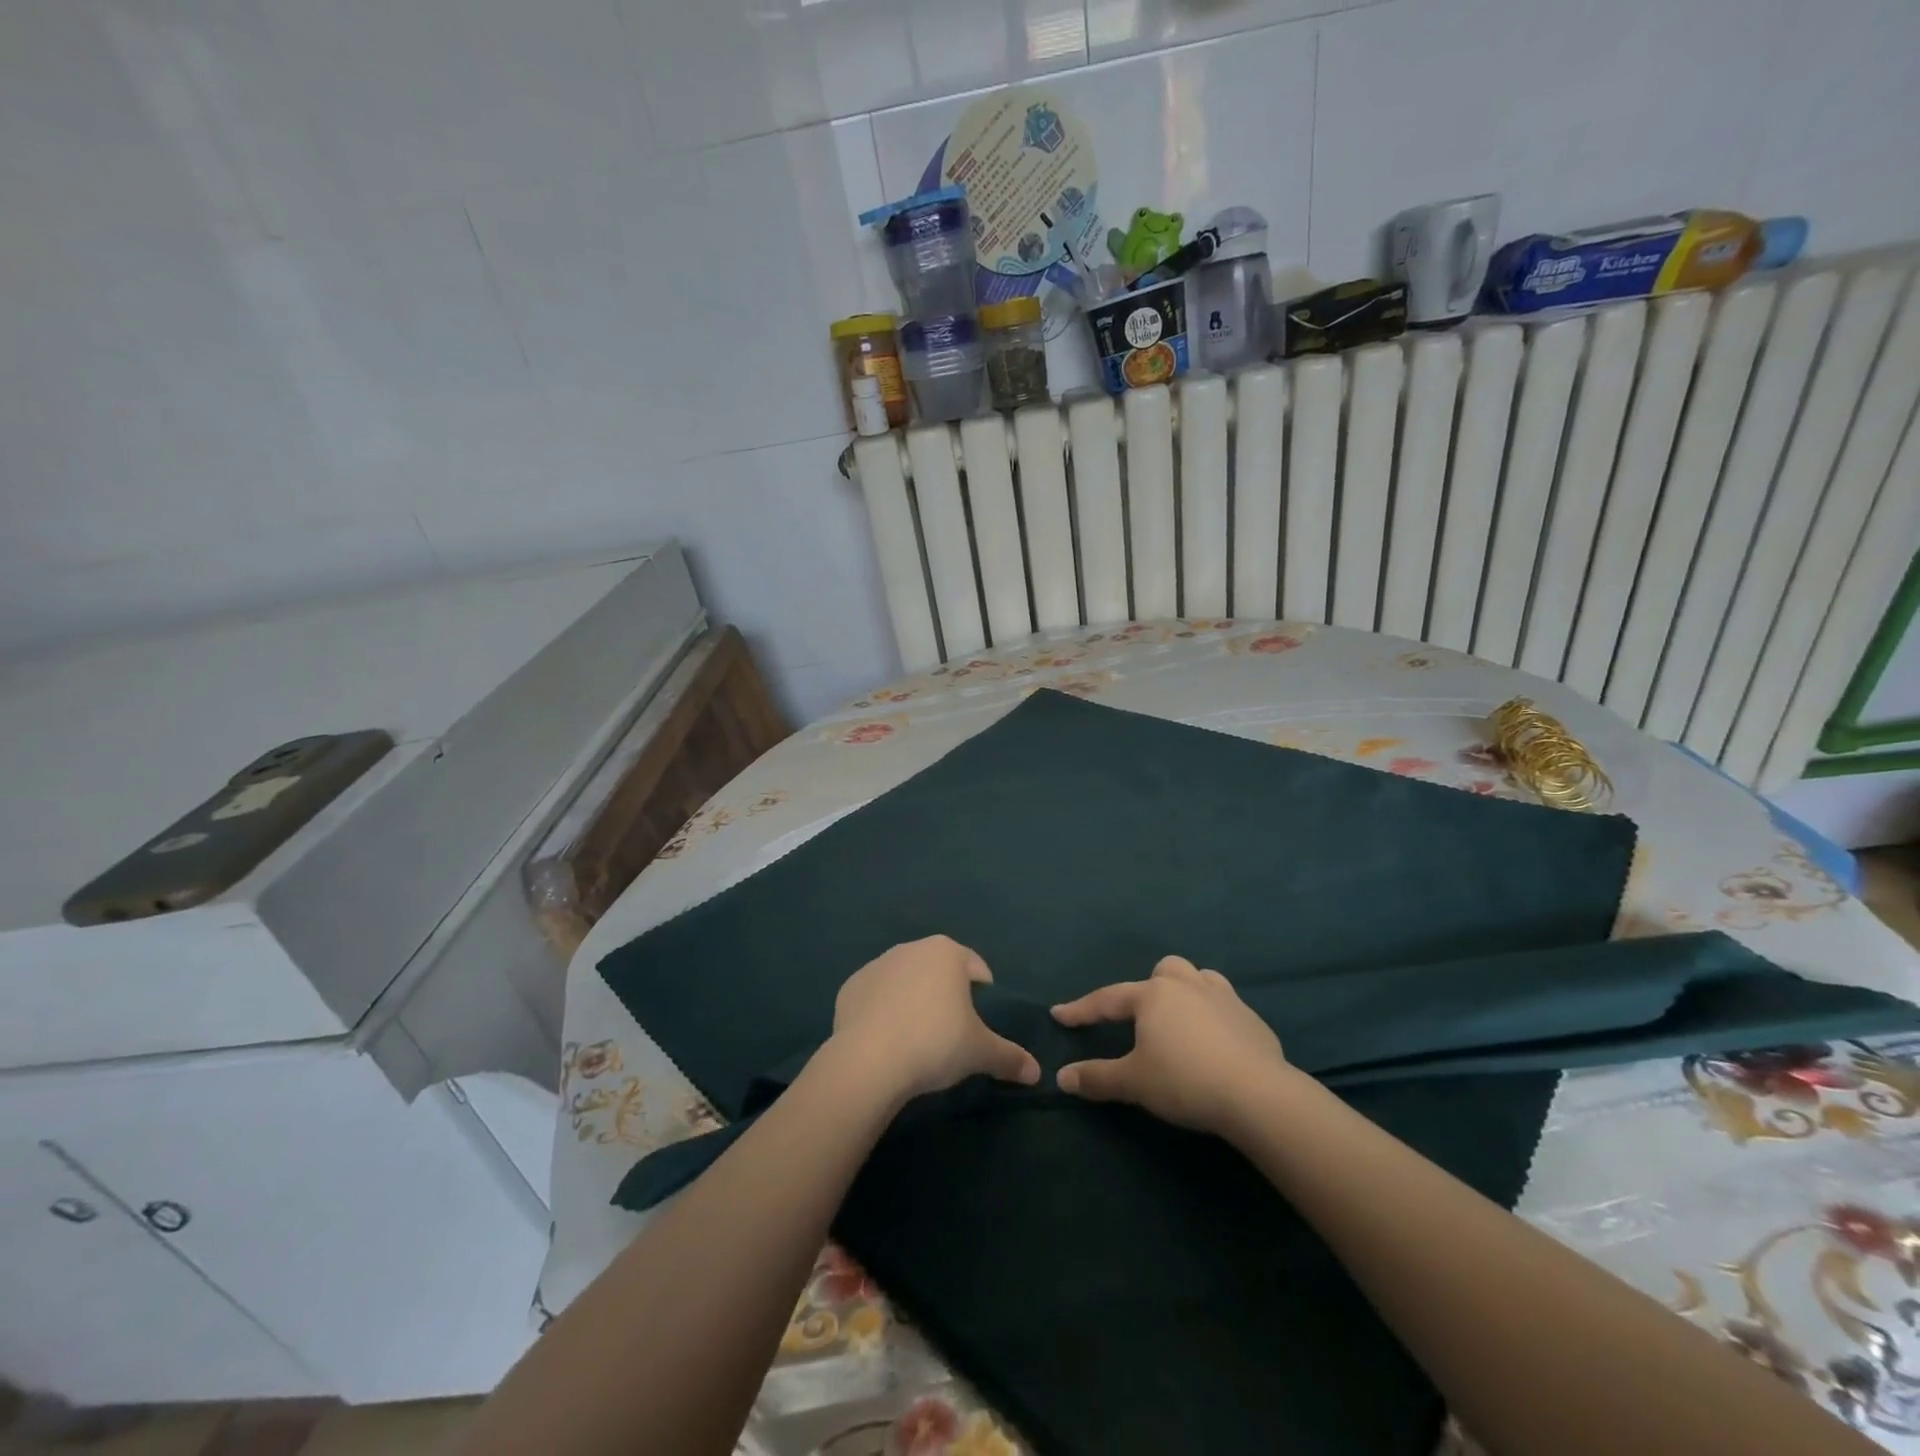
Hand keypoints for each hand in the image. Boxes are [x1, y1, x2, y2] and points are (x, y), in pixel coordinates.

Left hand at [828, 936, 1040, 1105]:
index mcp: (947, 952)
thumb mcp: (980, 1052)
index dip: (984, 992)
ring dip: (914, 999)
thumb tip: (1036, 1073)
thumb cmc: (935, 1043)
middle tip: (952, 1030)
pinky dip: (883, 1011)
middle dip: (947, 993)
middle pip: (939, 969)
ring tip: (917, 1037)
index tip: (982, 1019)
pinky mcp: (850, 987)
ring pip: (906, 980)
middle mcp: (911, 948)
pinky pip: (876, 996)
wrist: (869, 1060)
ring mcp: (877, 965)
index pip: (976, 966)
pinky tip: (886, 1039)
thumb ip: (1010, 1057)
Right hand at [1053, 955, 1290, 1135]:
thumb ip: (1096, 1077)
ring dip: (1187, 992)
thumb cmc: (1185, 1081)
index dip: (1081, 1009)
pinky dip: (1215, 1017)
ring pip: (1200, 979)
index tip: (1059, 1015)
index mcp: (1153, 995)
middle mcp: (1187, 985)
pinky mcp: (1253, 1020)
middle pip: (1163, 970)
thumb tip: (1061, 1077)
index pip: (1107, 999)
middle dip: (1150, 986)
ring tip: (1182, 1020)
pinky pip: (1227, 1007)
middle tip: (1143, 1017)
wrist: (1258, 1095)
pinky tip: (1216, 1044)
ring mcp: (1225, 998)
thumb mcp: (1134, 1082)